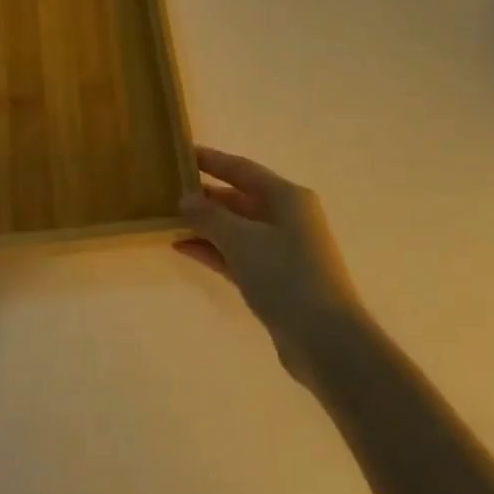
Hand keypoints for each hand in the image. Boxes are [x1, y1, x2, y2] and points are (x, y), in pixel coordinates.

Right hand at [177, 146, 362, 382]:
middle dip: (206, 195)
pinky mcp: (275, 280)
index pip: (243, 169)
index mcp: (287, 197)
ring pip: (237, 228)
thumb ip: (210, 216)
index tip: (182, 153)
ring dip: (206, 224)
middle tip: (168, 190)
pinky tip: (183, 247)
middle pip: (240, 198)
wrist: (325, 340)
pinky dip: (213, 250)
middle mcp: (287, 218)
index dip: (212, 160)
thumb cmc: (285, 276)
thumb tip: (186, 199)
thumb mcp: (242, 239)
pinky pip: (237, 255)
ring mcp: (282, 250)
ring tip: (168, 219)